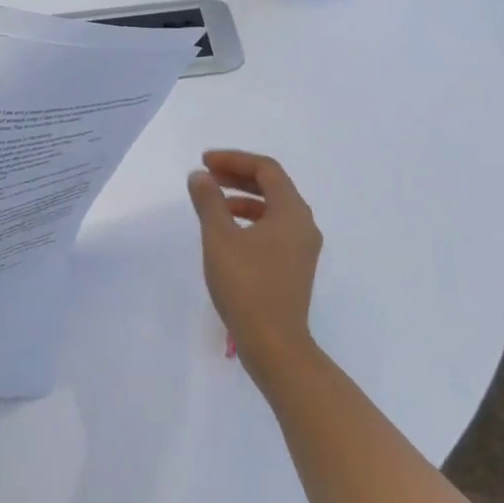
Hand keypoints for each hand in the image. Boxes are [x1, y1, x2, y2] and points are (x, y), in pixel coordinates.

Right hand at [187, 150, 322, 379]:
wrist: (274, 343)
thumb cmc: (246, 285)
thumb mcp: (219, 238)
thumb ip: (209, 201)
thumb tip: (200, 176)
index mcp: (292, 211)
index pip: (266, 169)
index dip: (234, 159)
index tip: (204, 162)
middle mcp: (303, 224)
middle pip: (272, 186)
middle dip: (238, 175)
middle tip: (206, 175)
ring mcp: (302, 248)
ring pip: (272, 208)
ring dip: (242, 198)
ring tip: (212, 201)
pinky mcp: (294, 266)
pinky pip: (273, 228)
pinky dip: (250, 220)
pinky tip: (227, 232)